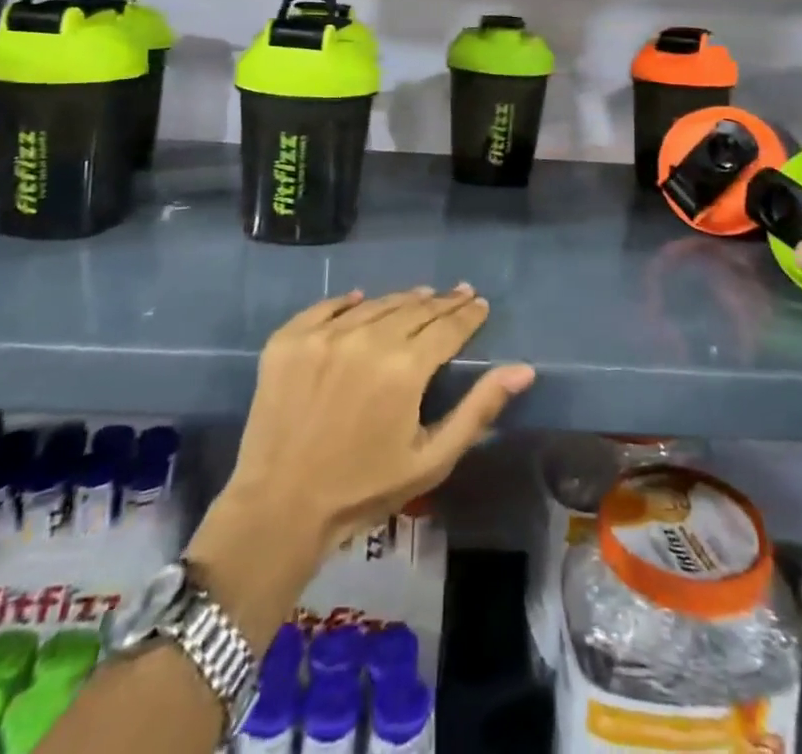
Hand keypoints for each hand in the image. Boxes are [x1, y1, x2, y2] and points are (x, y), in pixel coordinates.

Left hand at [222, 285, 534, 554]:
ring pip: (375, 304)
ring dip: (402, 300)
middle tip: (459, 293)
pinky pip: (327, 308)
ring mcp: (324, 334)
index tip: (480, 304)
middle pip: (414, 309)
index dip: (468, 314)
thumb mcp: (432, 459)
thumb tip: (523, 369)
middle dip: (442, 302)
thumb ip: (479, 409)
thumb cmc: (363, 490)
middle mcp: (366, 338)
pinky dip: (349, 302)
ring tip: (421, 296)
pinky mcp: (289, 339)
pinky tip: (361, 299)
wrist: (279, 508)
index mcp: (405, 367)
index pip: (448, 327)